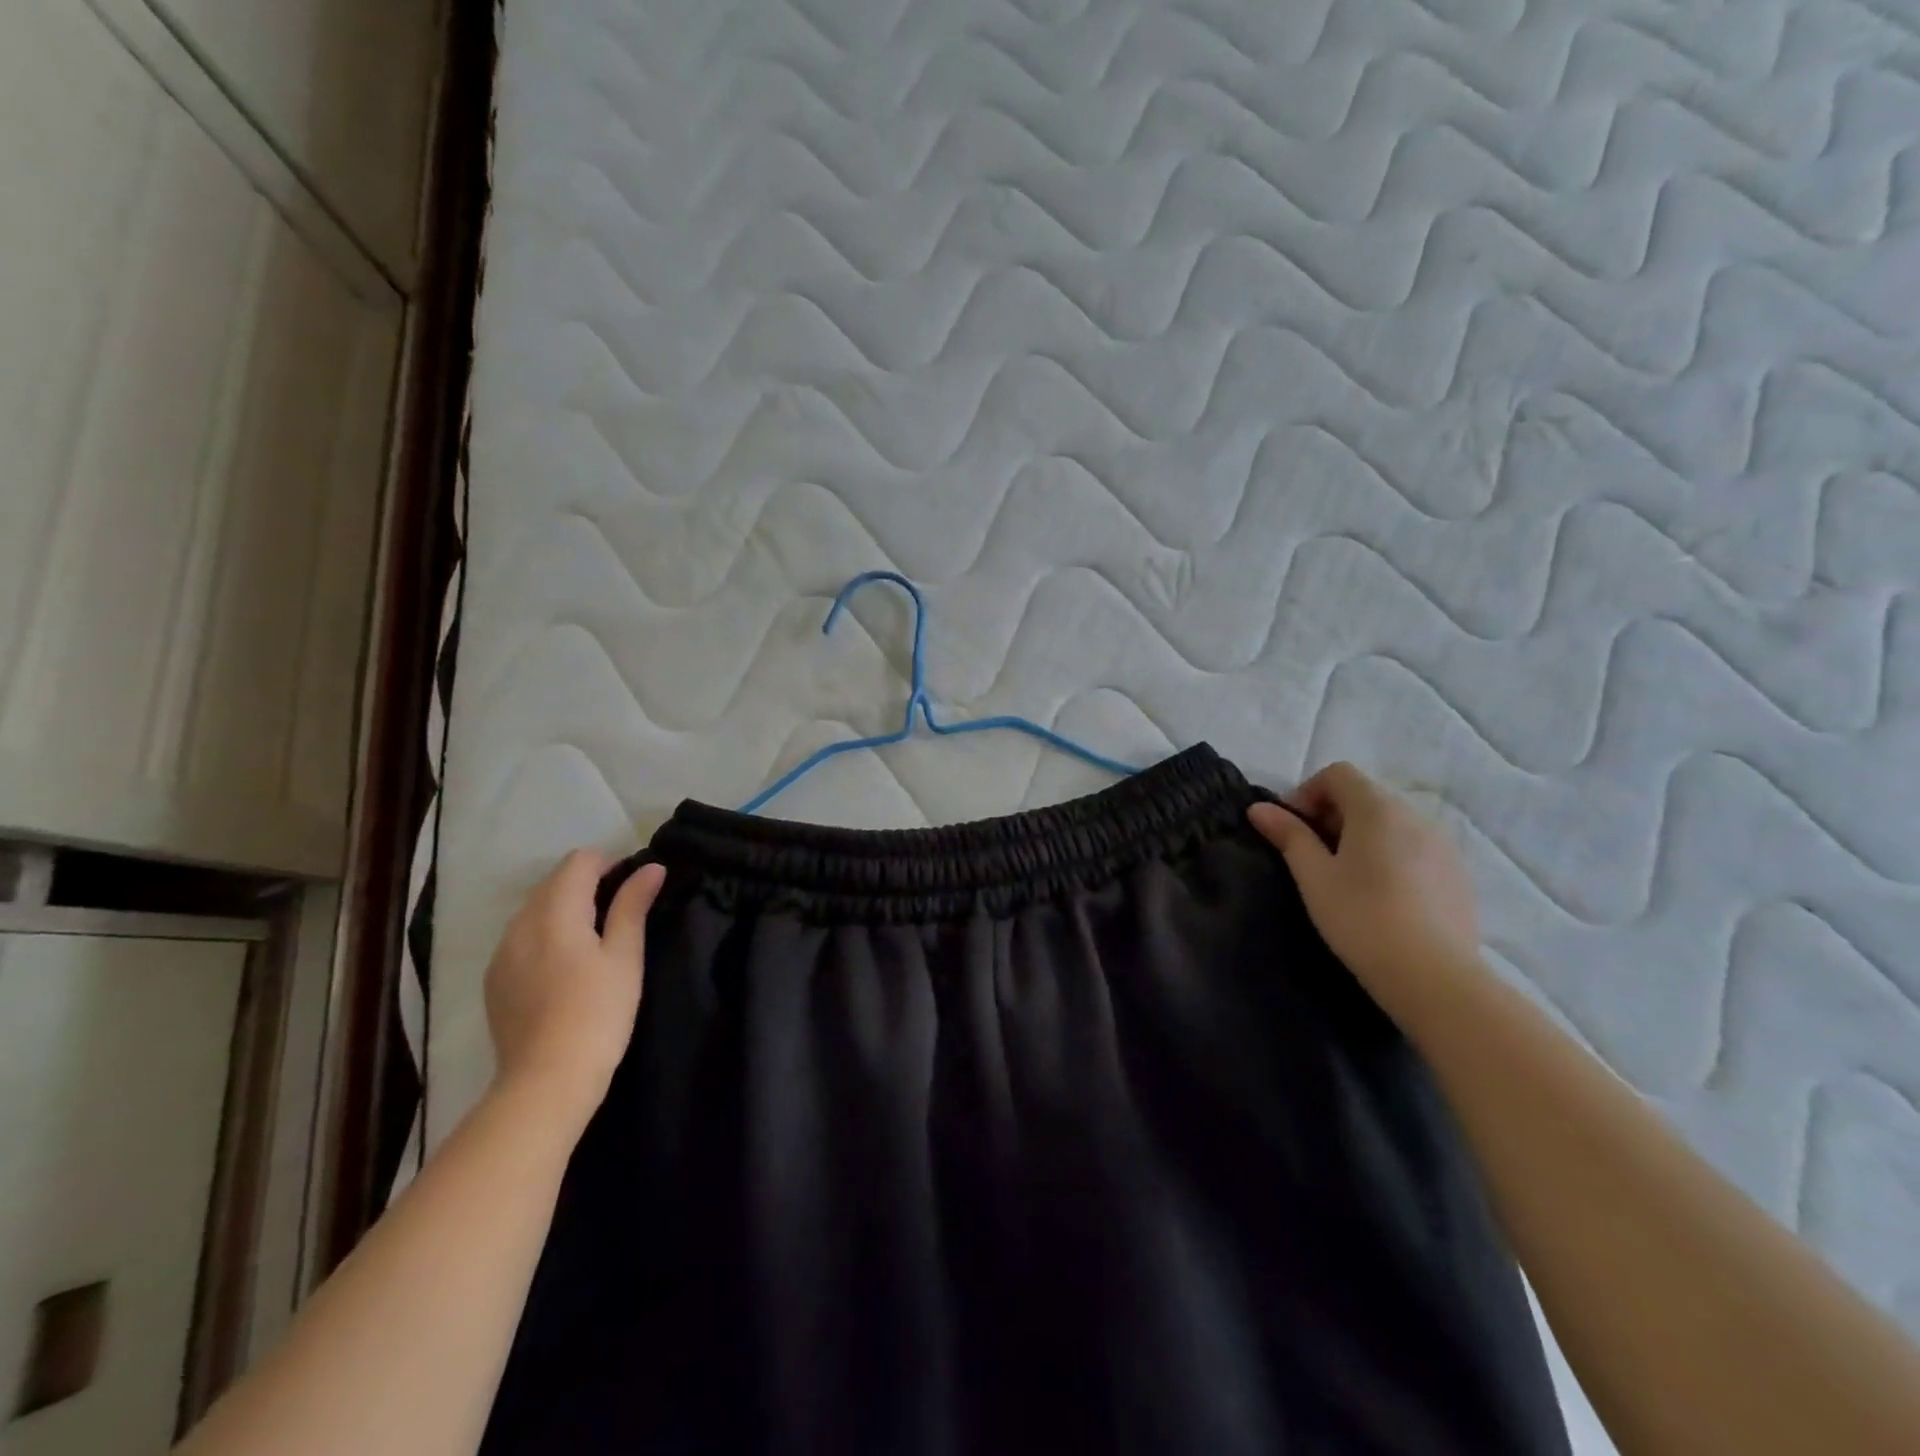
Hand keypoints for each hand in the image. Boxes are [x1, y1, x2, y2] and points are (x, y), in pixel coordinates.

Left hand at [484, 850, 665, 1123]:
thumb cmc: (598, 1013)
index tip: (634, 890)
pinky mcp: (494, 980)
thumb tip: (650, 868)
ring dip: (565, 910)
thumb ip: (633, 905)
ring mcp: (501, 954)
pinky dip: (545, 936)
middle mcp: (519, 924)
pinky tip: (565, 969)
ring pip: (535, 910)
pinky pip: (521, 939)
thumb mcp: (625, 956)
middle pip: (554, 882)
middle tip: (621, 916)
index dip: (610, 864)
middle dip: (588, 885)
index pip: (579, 861)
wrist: (546, 1081)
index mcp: (554, 912)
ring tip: (594, 943)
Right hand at [1248, 762, 1482, 1029]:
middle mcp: (1416, 816)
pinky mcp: (1459, 875)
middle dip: (1332, 815)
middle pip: (1366, 796)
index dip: (1307, 792)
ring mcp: (1444, 845)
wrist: (1434, 977)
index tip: (1292, 829)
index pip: (1338, 773)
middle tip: (1312, 855)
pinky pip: (1416, 849)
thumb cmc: (1361, 918)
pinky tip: (1382, 896)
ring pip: (1392, 823)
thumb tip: (1259, 808)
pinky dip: (1391, 856)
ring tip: (1346, 878)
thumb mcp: (1313, 876)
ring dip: (1362, 836)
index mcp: (1378, 809)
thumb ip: (1288, 835)